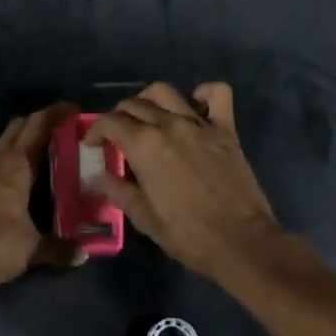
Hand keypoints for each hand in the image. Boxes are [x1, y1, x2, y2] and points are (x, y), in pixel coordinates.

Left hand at [0, 106, 80, 288]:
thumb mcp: (33, 249)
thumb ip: (58, 249)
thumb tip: (83, 255)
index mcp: (17, 165)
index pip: (39, 127)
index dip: (55, 114)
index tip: (70, 108)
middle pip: (13, 129)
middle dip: (30, 125)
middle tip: (47, 131)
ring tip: (5, 154)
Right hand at [88, 82, 283, 282]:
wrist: (242, 243)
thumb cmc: (188, 235)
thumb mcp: (145, 219)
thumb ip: (118, 191)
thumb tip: (100, 176)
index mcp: (144, 146)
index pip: (109, 122)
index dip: (95, 130)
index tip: (93, 145)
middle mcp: (169, 125)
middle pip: (134, 104)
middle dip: (119, 117)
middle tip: (118, 137)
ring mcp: (199, 124)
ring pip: (166, 92)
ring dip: (150, 100)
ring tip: (148, 117)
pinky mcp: (226, 129)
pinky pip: (216, 94)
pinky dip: (203, 94)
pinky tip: (195, 107)